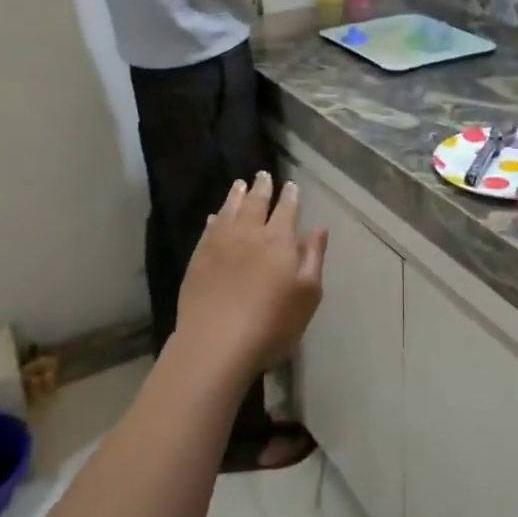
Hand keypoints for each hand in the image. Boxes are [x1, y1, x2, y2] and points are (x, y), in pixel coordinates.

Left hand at [176, 173, 326, 377]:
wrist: (216, 342)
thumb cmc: (272, 322)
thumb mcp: (307, 293)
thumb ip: (313, 257)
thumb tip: (319, 228)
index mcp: (278, 240)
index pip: (286, 209)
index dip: (290, 196)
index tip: (291, 185)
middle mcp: (249, 234)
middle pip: (256, 203)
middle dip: (262, 187)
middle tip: (263, 174)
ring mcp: (220, 244)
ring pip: (229, 210)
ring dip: (236, 195)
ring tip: (239, 184)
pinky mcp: (198, 259)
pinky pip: (209, 229)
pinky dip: (215, 218)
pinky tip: (215, 216)